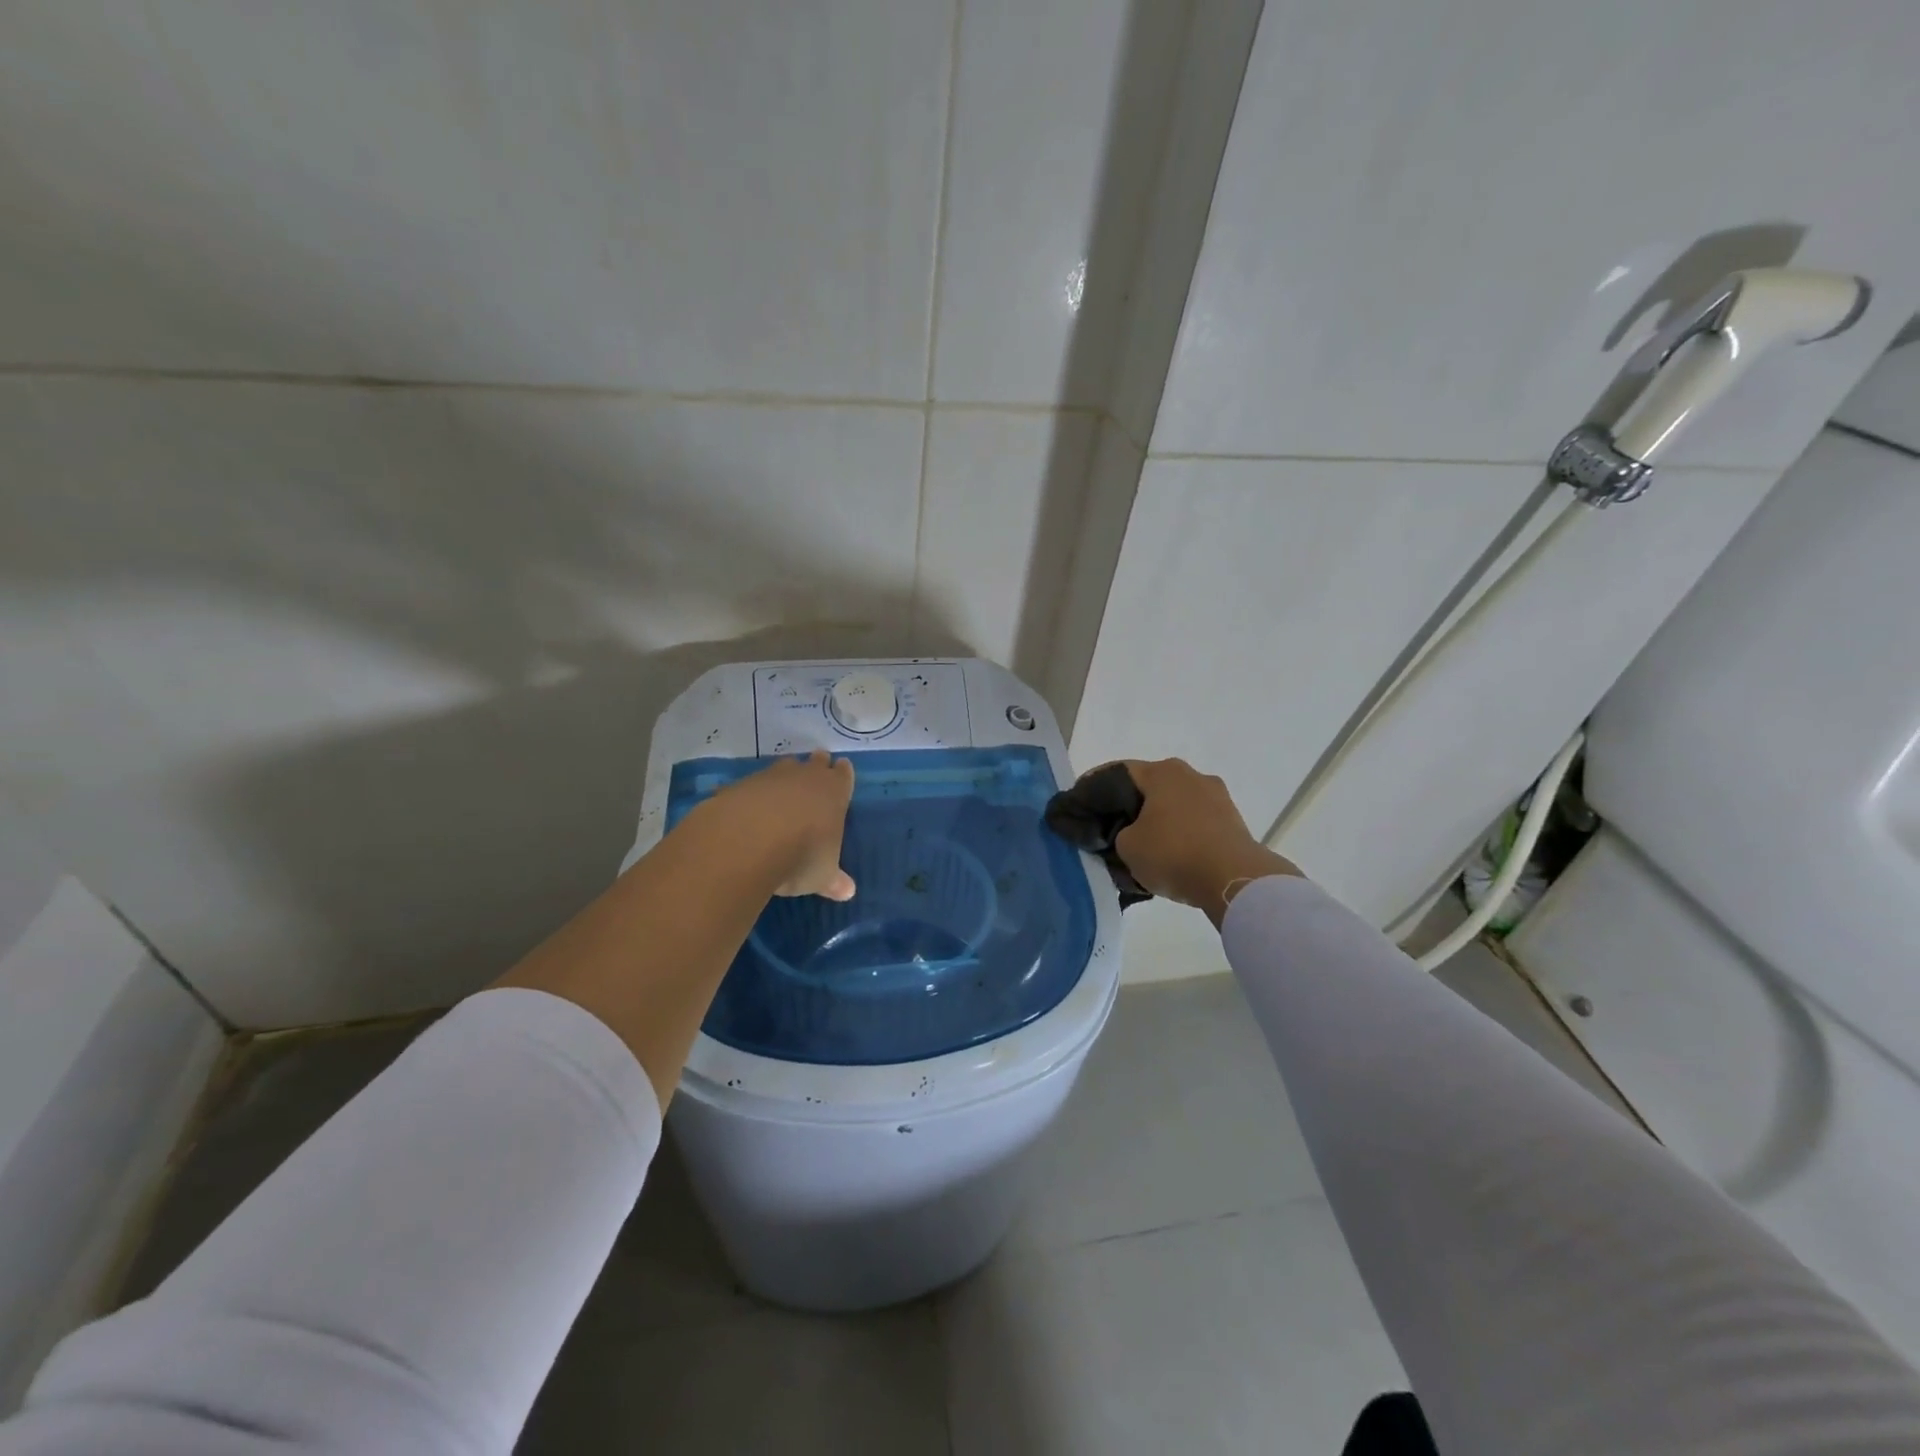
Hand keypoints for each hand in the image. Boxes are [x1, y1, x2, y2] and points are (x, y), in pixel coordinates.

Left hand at [709, 750, 856, 900]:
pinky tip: (745, 808)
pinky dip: (750, 795)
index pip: (843, 775)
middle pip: (815, 762)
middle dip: (816, 766)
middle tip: (816, 770)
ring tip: (781, 791)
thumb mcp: (822, 876)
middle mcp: (805, 777)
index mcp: (834, 792)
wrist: (747, 841)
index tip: (841, 770)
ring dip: (784, 778)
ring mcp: (770, 777)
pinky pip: (749, 786)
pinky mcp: (740, 785)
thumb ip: (834, 880)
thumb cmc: (801, 856)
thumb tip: (848, 892)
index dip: (842, 774)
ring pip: (782, 767)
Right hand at [1113, 759, 1298, 924]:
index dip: (1096, 788)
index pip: (1118, 772)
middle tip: (1112, 828)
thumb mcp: (1126, 847)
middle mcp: (1191, 775)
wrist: (1234, 879)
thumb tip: (1129, 835)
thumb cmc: (1173, 853)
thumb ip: (1118, 834)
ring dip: (1159, 820)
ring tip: (1144, 845)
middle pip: (1150, 787)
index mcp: (1163, 771)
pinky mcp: (1233, 821)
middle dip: (1131, 806)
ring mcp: (1217, 796)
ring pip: (1175, 804)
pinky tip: (1171, 854)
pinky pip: (1196, 822)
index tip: (1083, 806)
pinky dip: (1181, 833)